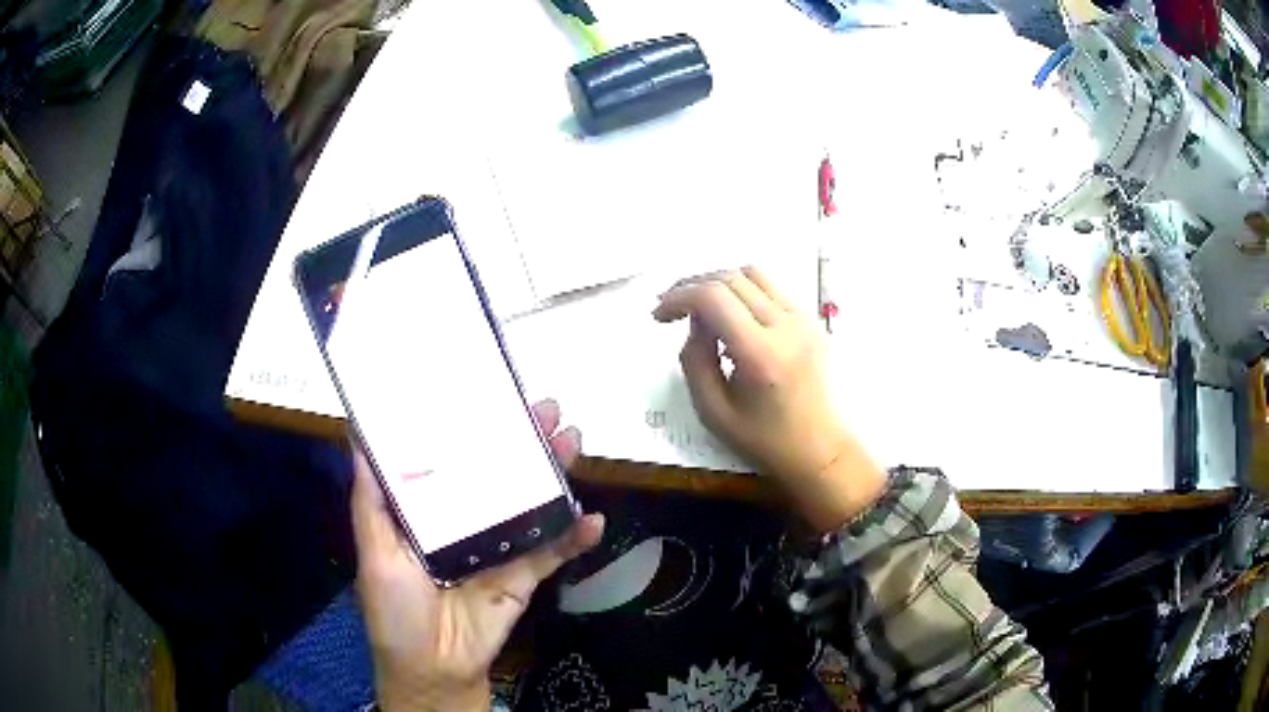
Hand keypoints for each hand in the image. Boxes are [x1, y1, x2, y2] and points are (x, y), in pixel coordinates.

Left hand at [352, 400, 603, 711]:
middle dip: (523, 441)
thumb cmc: (395, 610)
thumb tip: (356, 436)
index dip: (471, 427)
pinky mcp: (525, 577)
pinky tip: (593, 520)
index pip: (452, 460)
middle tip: (547, 408)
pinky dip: (576, 537)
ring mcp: (500, 549)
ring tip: (573, 441)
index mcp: (430, 512)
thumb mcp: (375, 553)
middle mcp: (467, 523)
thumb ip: (372, 502)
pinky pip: (554, 553)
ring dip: (555, 475)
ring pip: (532, 504)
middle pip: (500, 475)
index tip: (488, 392)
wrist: (435, 669)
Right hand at [653, 267, 886, 532]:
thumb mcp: (713, 411)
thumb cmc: (764, 439)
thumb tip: (694, 322)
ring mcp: (804, 318)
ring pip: (752, 274)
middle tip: (672, 308)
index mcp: (761, 354)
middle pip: (730, 278)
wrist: (820, 448)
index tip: (659, 315)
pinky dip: (744, 292)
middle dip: (692, 286)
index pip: (713, 297)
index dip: (678, 296)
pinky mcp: (811, 319)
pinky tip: (733, 317)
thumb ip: (695, 360)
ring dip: (719, 283)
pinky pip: (771, 288)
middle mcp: (786, 326)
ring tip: (701, 307)